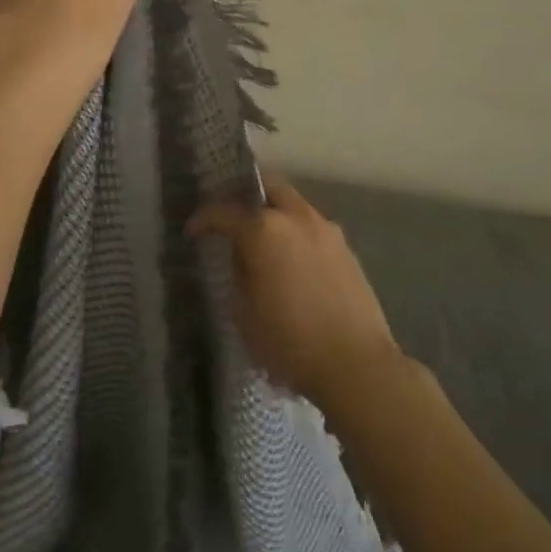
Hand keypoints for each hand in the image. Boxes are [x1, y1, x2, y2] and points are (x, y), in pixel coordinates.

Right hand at [187, 174, 403, 415]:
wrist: (357, 365)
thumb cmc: (290, 342)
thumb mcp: (245, 313)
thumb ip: (239, 273)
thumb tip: (243, 257)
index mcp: (264, 229)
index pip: (224, 211)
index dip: (204, 218)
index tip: (193, 230)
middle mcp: (296, 218)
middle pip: (268, 186)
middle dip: (246, 195)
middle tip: (232, 217)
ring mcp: (326, 230)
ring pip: (294, 205)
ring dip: (276, 214)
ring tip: (264, 241)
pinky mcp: (347, 249)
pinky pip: (313, 228)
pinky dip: (297, 234)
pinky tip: (293, 261)